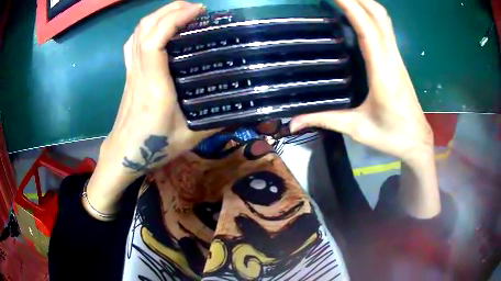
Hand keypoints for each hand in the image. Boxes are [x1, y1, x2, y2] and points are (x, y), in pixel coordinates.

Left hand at [85, 2, 212, 217]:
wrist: (123, 154)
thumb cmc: (153, 147)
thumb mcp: (189, 138)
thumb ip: (215, 123)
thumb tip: (241, 109)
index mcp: (154, 86)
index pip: (155, 40)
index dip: (174, 19)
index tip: (198, 11)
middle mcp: (139, 72)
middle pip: (145, 28)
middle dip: (170, 9)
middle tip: (195, 9)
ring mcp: (131, 71)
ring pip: (137, 32)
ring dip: (159, 15)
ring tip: (181, 13)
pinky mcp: (129, 73)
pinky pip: (133, 42)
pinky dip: (147, 27)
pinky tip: (160, 29)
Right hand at [290, 0, 433, 164]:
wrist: (418, 141)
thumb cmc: (392, 136)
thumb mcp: (357, 129)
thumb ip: (325, 120)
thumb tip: (293, 121)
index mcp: (383, 72)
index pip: (366, 29)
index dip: (350, 6)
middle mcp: (392, 58)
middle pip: (379, 16)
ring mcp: (397, 58)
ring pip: (384, 20)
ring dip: (366, 2)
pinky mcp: (397, 60)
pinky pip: (386, 28)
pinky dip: (371, 13)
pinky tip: (360, 12)